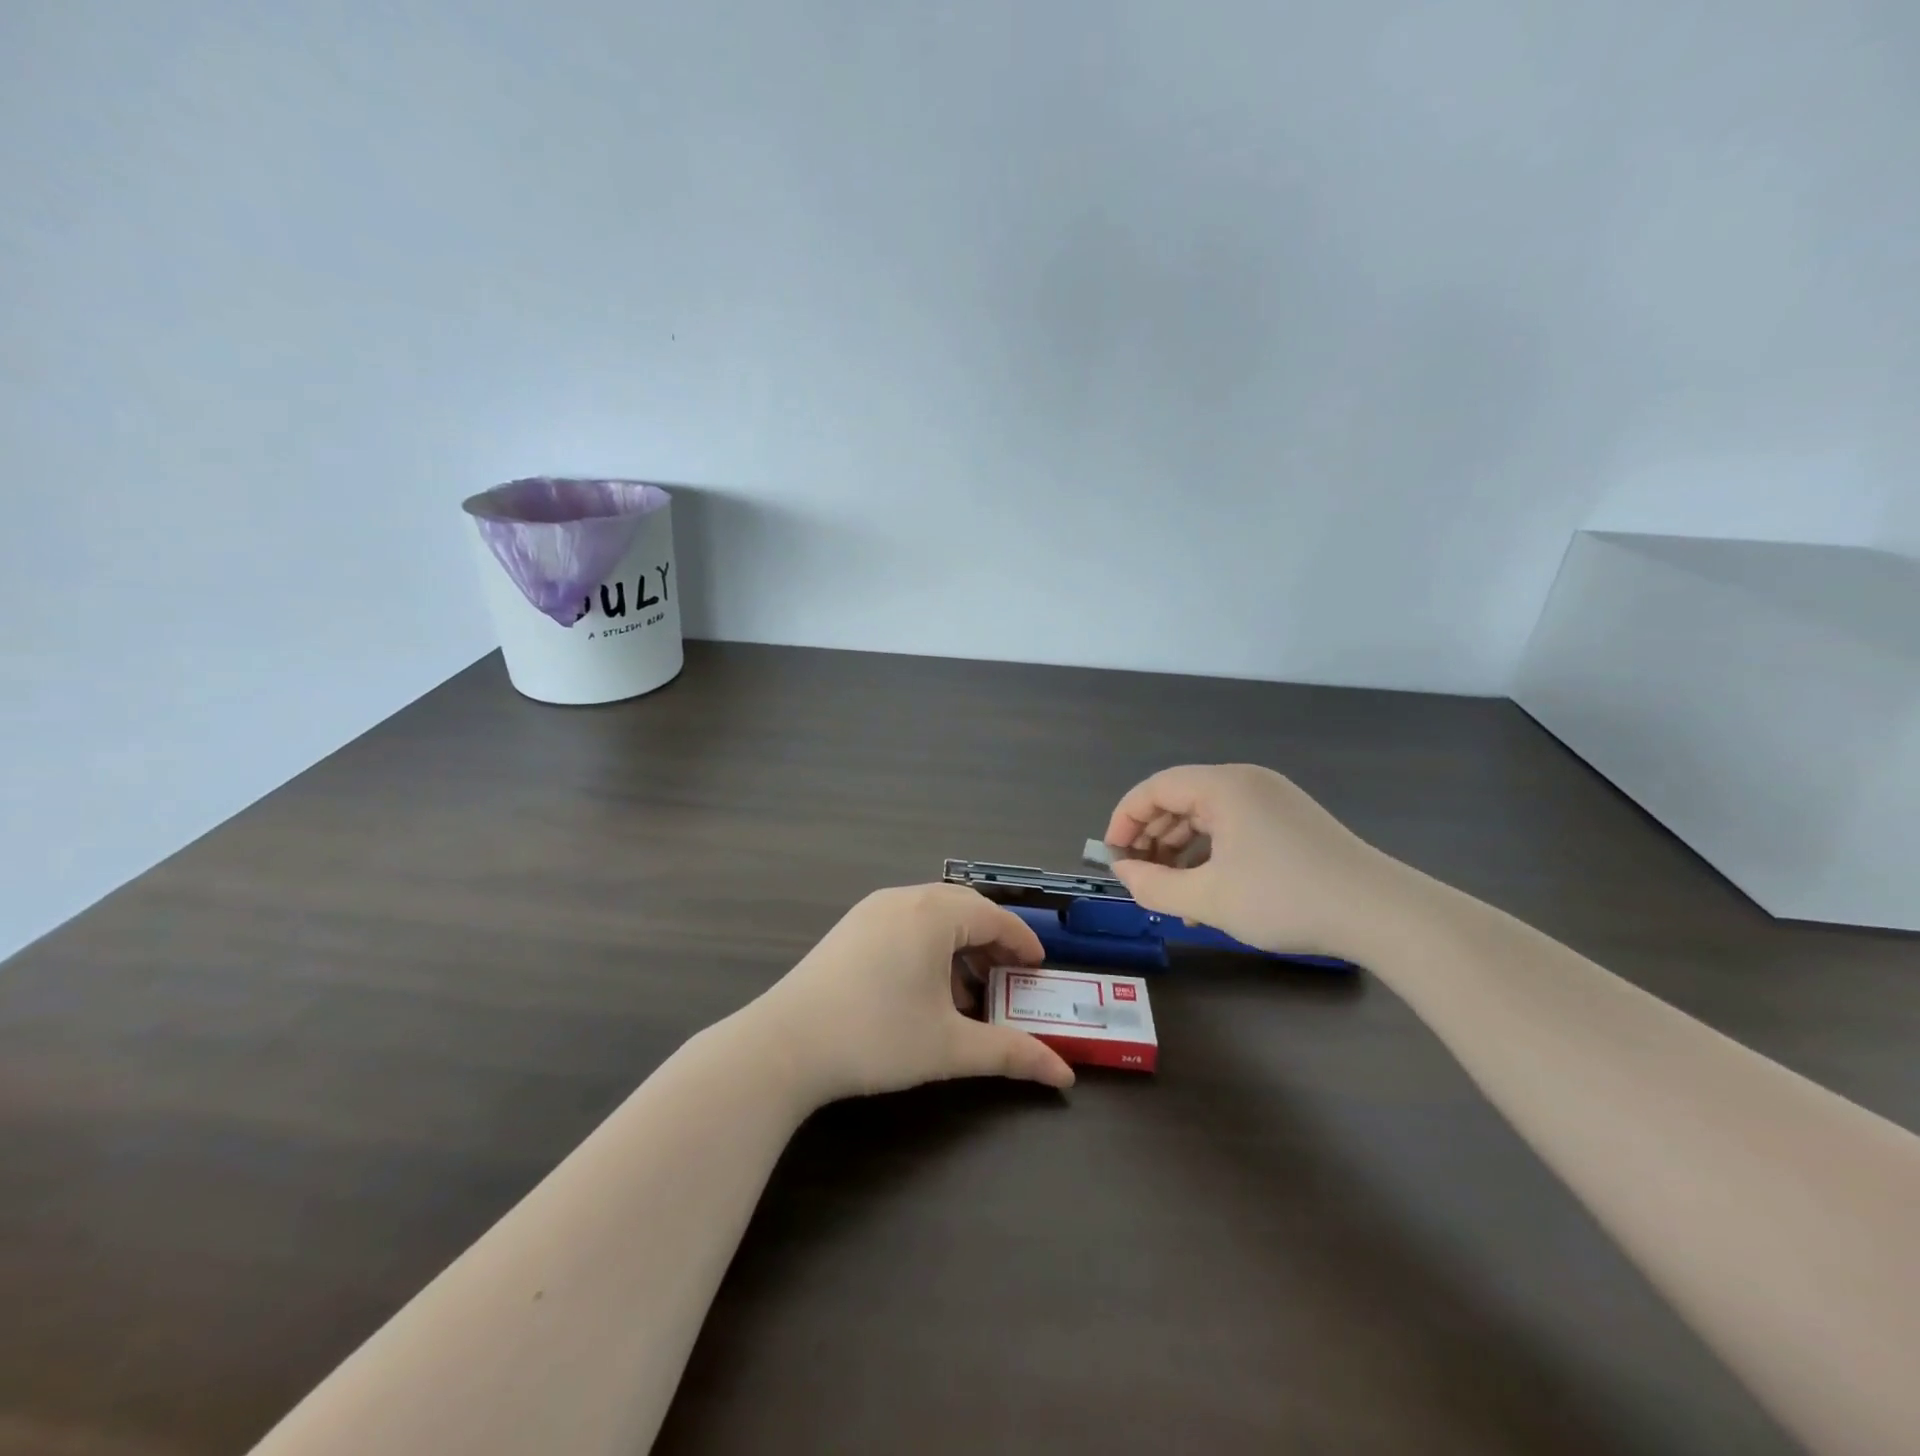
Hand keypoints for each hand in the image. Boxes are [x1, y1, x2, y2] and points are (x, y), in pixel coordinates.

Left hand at [754, 884, 1075, 1104]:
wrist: (785, 1044)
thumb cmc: (876, 1037)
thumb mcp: (950, 1047)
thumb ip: (1010, 1053)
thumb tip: (1064, 1075)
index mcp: (934, 913)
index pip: (994, 916)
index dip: (1022, 941)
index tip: (1038, 968)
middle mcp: (904, 899)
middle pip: (964, 908)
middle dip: (992, 941)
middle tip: (1010, 977)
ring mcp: (871, 910)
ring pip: (932, 914)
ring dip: (959, 944)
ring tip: (969, 991)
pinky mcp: (850, 928)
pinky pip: (905, 923)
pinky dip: (929, 946)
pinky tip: (926, 988)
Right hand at [1101, 764, 1405, 958]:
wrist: (1381, 913)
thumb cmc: (1285, 898)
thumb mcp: (1209, 899)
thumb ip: (1154, 886)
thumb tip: (1123, 872)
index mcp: (1223, 786)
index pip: (1155, 788)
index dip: (1125, 819)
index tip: (1111, 856)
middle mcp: (1246, 783)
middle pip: (1180, 800)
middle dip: (1152, 839)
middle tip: (1138, 877)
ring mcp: (1272, 800)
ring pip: (1207, 818)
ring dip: (1181, 853)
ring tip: (1170, 895)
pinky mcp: (1291, 823)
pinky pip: (1234, 830)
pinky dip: (1212, 856)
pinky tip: (1208, 896)